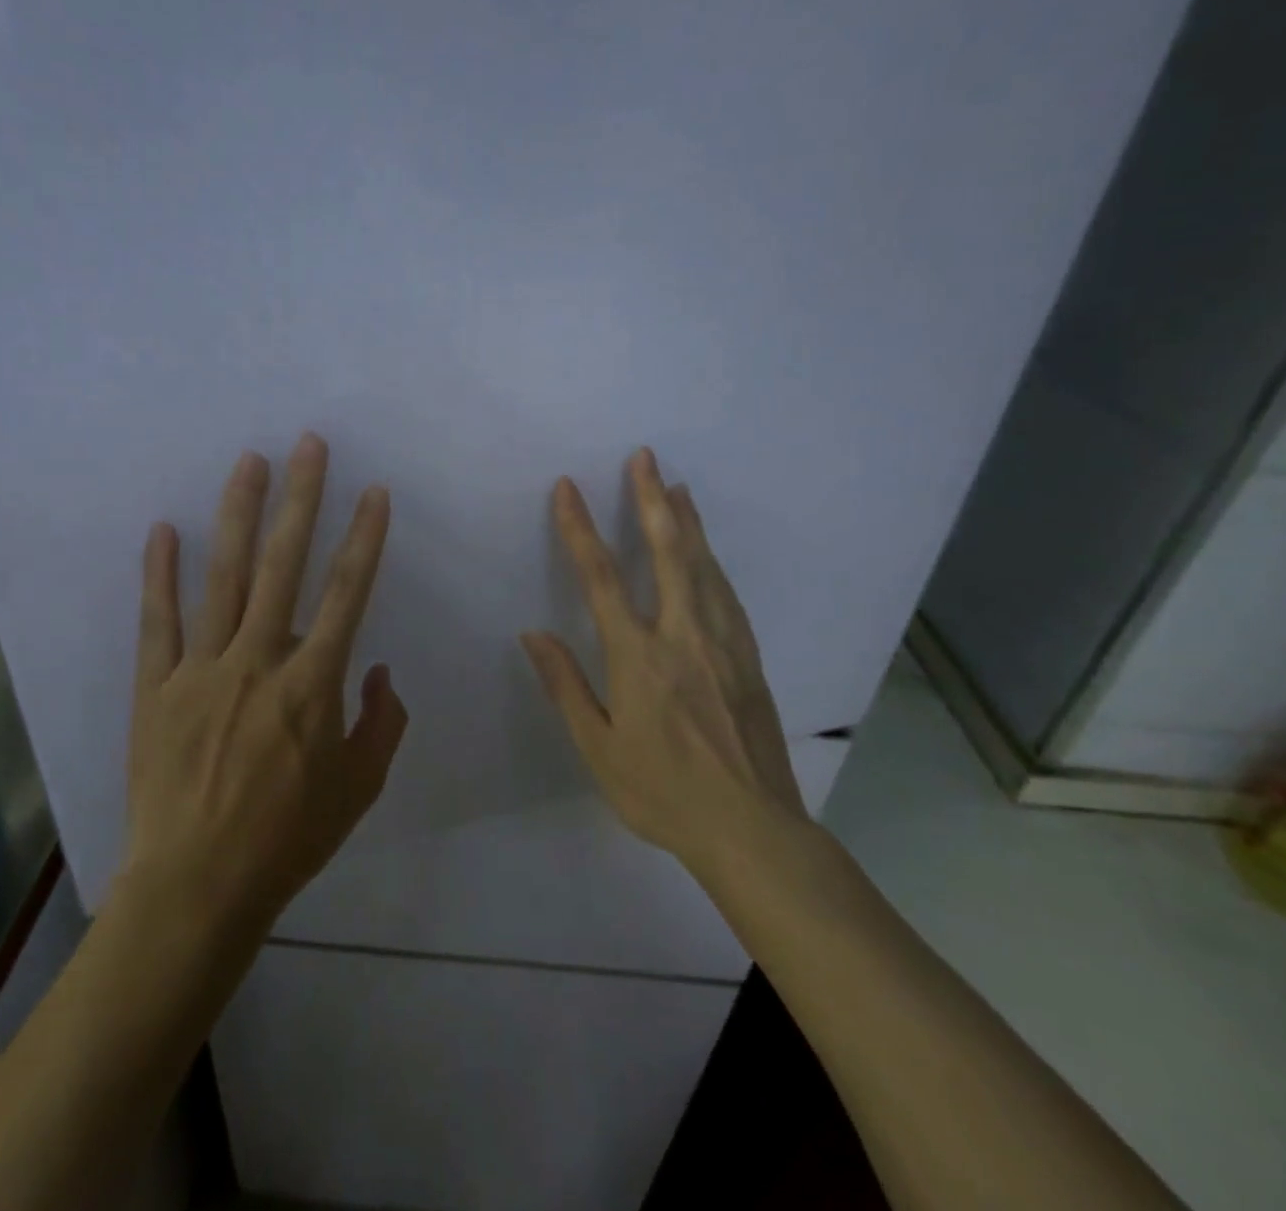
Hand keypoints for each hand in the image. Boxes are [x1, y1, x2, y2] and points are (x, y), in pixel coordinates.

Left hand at [124, 434, 407, 929]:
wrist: (196, 887)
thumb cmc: (287, 839)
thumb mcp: (359, 788)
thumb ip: (380, 723)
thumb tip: (377, 670)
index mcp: (312, 684)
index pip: (347, 593)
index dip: (364, 538)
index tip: (374, 493)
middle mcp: (258, 660)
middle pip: (285, 564)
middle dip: (302, 499)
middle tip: (309, 445)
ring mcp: (201, 669)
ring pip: (225, 576)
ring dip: (239, 514)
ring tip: (249, 462)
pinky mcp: (156, 686)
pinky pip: (158, 620)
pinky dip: (160, 573)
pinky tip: (164, 529)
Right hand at [521, 448, 808, 876]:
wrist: (752, 829)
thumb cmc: (663, 792)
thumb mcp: (599, 748)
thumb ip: (565, 685)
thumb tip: (533, 634)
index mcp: (639, 657)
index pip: (601, 578)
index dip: (580, 529)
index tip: (568, 488)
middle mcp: (683, 636)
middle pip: (667, 552)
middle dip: (651, 500)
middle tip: (645, 457)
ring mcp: (723, 643)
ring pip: (704, 566)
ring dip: (687, 522)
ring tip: (678, 486)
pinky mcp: (749, 658)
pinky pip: (726, 594)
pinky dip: (712, 561)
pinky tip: (708, 553)